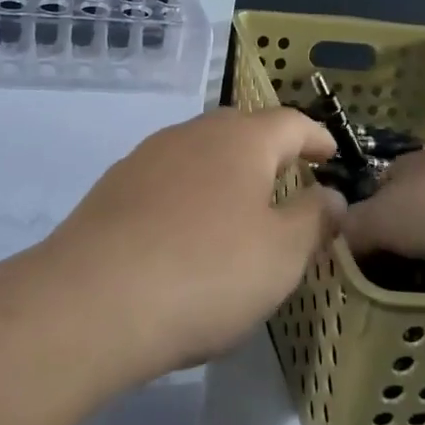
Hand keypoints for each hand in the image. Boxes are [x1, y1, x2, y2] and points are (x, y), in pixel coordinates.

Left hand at [40, 108, 343, 381]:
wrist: (92, 302)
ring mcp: (146, 157)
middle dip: (269, 151)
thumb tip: (332, 196)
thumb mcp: (281, 255)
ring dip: (226, 172)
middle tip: (289, 179)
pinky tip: (187, 230)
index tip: (330, 154)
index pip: (290, 122)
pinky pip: (167, 179)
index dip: (315, 137)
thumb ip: (314, 219)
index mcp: (240, 140)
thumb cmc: (206, 273)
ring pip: (200, 152)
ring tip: (240, 207)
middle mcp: (192, 134)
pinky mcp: (113, 188)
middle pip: (241, 129)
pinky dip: (190, 194)